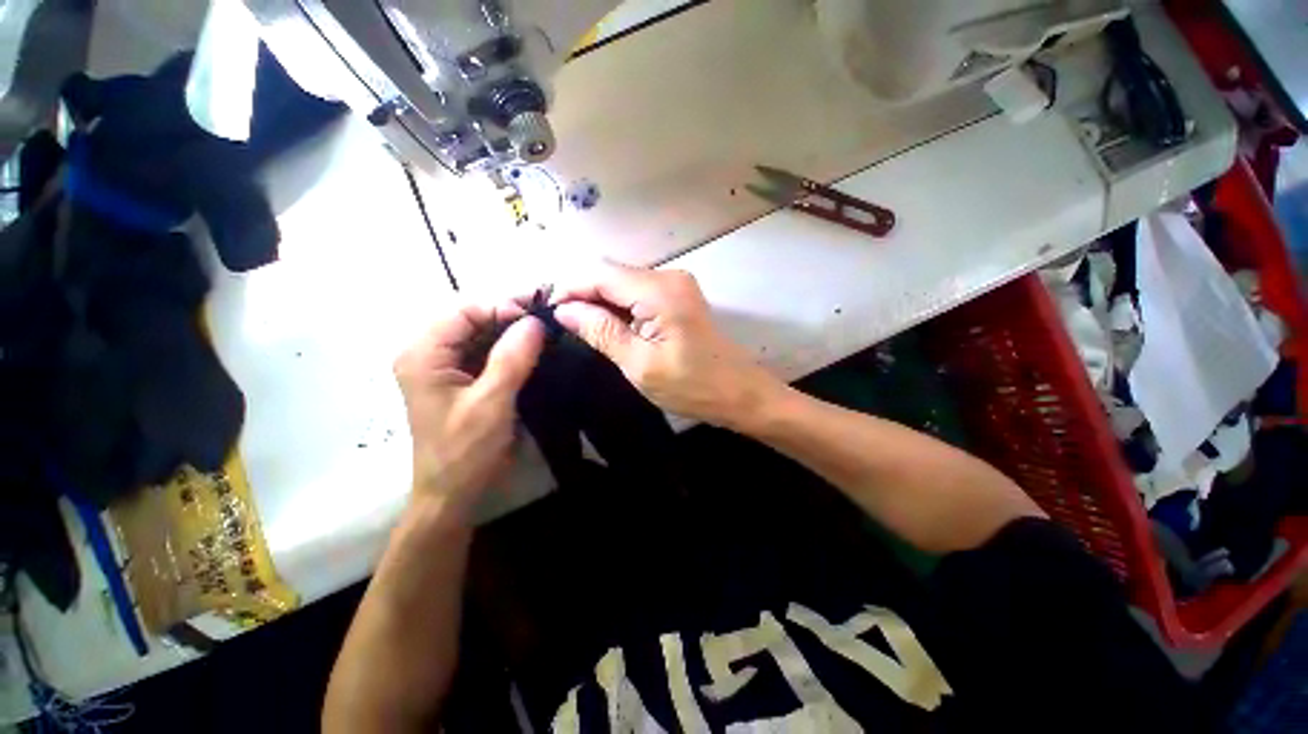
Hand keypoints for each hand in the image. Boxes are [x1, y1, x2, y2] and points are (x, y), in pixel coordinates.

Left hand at [393, 301, 543, 522]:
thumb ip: (512, 358)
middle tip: (547, 319)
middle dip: (510, 316)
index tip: (537, 317)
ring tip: (546, 332)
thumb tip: (536, 321)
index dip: (501, 306)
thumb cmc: (465, 452)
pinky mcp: (460, 379)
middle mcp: (428, 353)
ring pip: (481, 334)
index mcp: (423, 354)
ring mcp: (444, 367)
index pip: (463, 310)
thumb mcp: (491, 403)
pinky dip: (510, 349)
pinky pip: (486, 353)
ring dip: (512, 332)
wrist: (453, 495)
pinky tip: (533, 351)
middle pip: (472, 318)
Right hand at [553, 264, 778, 427]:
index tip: (547, 313)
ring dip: (600, 303)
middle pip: (611, 274)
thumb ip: (601, 331)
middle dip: (583, 296)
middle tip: (561, 326)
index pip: (599, 273)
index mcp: (659, 290)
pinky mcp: (679, 297)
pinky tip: (609, 328)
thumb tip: (564, 310)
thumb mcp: (640, 364)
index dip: (569, 288)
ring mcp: (676, 285)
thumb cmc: (692, 386)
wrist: (740, 394)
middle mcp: (668, 276)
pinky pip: (639, 294)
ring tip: (581, 330)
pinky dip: (619, 308)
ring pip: (623, 284)